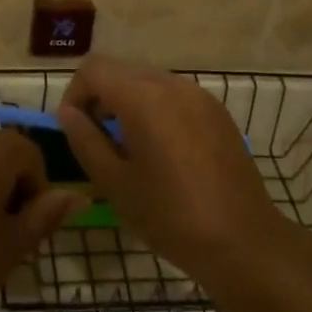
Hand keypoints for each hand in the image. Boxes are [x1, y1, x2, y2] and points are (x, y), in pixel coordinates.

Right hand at [56, 57, 282, 277]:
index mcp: (142, 97)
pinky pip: (174, 95)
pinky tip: (161, 150)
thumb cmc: (170, 216)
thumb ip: (85, 140)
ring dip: (128, 101)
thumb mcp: (115, 183)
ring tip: (127, 146)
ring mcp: (199, 95)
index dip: (74, 94)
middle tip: (96, 139)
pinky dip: (156, 108)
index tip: (74, 129)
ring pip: (148, 80)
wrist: (243, 241)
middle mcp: (171, 84)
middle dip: (100, 96)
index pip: (93, 69)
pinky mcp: (217, 111)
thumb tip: (67, 113)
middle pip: (120, 70)